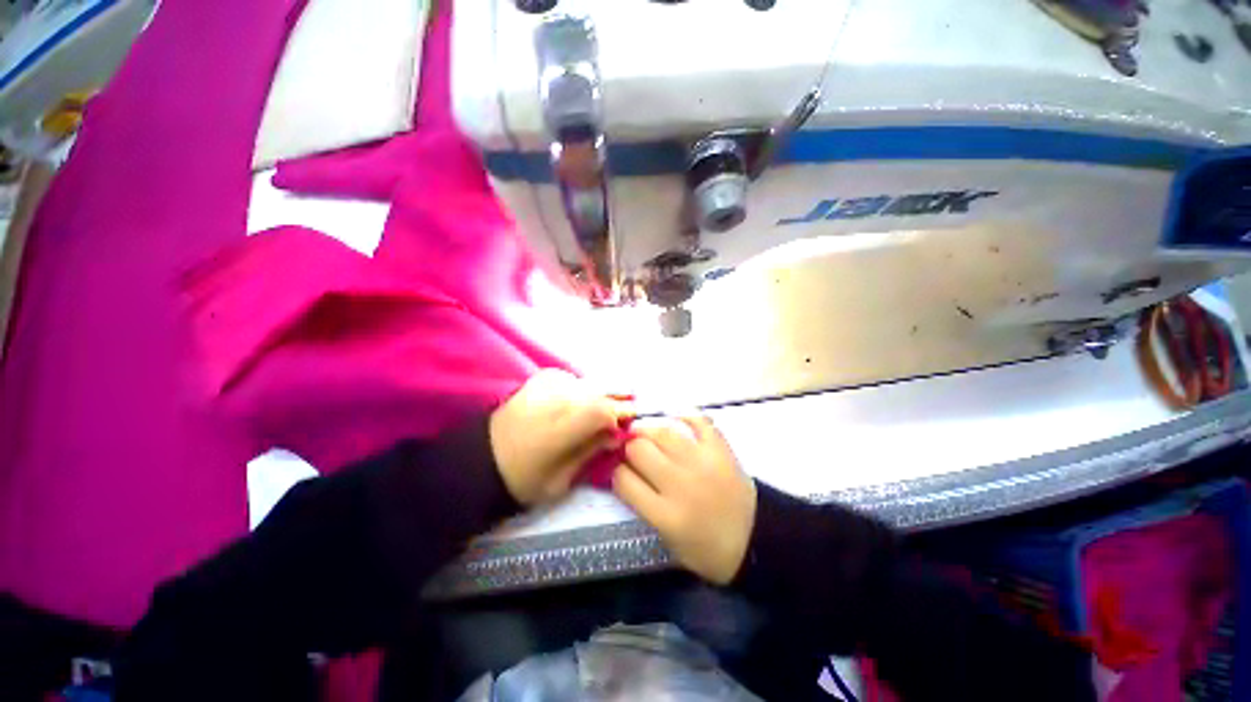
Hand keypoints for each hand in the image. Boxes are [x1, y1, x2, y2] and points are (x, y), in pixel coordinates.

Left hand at [490, 369, 630, 505]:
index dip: (621, 414)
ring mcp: (545, 385)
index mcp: (557, 429)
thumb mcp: (561, 479)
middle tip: (628, 406)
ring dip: (601, 392)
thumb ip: (591, 451)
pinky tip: (583, 398)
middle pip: (597, 392)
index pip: (601, 411)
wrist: (482, 459)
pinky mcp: (539, 379)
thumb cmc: (523, 478)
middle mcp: (553, 400)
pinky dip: (583, 388)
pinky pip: (573, 379)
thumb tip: (616, 434)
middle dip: (616, 400)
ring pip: (587, 383)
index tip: (631, 421)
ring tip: (609, 401)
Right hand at [612, 416, 755, 584]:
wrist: (755, 540)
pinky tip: (676, 420)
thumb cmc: (707, 548)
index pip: (623, 480)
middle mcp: (680, 484)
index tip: (617, 469)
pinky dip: (685, 416)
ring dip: (648, 431)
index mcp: (665, 514)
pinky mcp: (720, 449)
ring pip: (662, 432)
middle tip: (630, 450)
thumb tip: (623, 473)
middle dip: (628, 448)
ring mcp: (702, 462)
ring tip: (646, 434)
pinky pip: (699, 422)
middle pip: (639, 450)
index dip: (614, 471)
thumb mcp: (667, 540)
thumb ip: (643, 506)